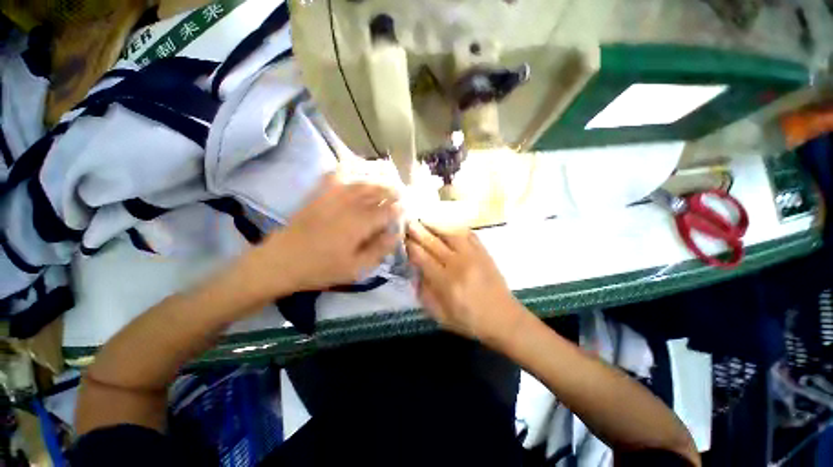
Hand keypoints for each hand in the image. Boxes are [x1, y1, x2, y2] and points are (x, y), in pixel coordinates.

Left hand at [255, 173, 401, 294]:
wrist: (282, 261)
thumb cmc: (322, 268)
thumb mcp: (356, 268)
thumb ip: (379, 250)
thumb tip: (396, 235)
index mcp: (360, 223)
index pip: (387, 211)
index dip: (399, 209)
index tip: (406, 208)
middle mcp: (349, 205)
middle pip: (376, 191)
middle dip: (391, 190)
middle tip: (400, 192)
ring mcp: (332, 196)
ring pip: (360, 182)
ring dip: (376, 179)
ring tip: (386, 180)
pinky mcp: (319, 195)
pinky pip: (335, 175)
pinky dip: (347, 169)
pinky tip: (355, 168)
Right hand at [405, 221, 525, 342]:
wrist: (504, 319)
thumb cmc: (469, 320)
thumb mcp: (440, 316)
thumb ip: (424, 293)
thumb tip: (414, 271)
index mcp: (446, 282)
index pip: (422, 258)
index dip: (410, 246)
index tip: (401, 238)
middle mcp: (458, 264)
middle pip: (433, 242)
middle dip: (418, 230)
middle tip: (407, 221)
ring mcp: (473, 255)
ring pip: (450, 232)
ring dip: (435, 224)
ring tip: (424, 218)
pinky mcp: (484, 252)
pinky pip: (468, 233)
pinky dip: (455, 226)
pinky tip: (446, 223)